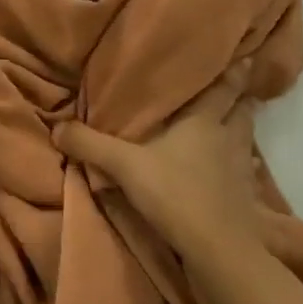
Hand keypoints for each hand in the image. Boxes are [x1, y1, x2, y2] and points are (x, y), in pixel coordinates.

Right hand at [53, 59, 267, 253]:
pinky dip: (242, 167)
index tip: (245, 53)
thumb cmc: (175, 193)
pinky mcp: (246, 199)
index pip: (225, 87)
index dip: (236, 70)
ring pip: (246, 140)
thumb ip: (90, 144)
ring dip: (241, 129)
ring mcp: (242, 169)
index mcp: (204, 121)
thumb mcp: (123, 165)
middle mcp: (228, 139)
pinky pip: (246, 174)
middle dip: (241, 97)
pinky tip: (236, 170)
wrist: (217, 250)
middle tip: (238, 83)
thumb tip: (56, 126)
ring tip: (232, 123)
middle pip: (242, 111)